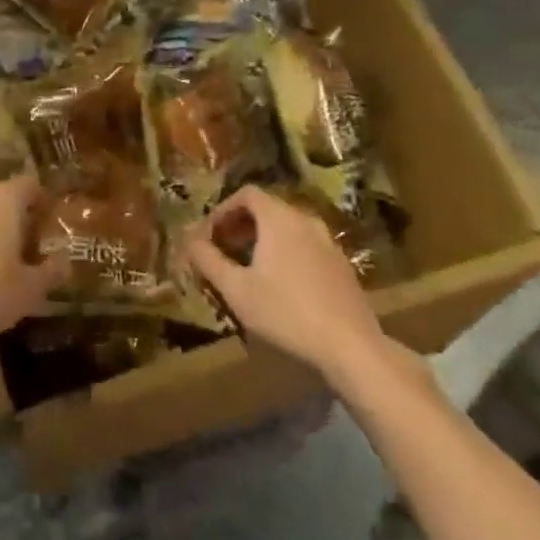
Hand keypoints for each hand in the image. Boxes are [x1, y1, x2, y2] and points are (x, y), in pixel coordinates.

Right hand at [179, 186, 396, 390]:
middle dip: (240, 226)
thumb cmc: (285, 312)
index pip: (246, 194)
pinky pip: (305, 246)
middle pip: (267, 209)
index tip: (209, 235)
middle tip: (223, 251)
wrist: (351, 346)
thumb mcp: (236, 288)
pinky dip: (286, 253)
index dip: (223, 210)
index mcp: (279, 218)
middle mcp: (305, 220)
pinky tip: (280, 286)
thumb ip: (208, 260)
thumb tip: (188, 240)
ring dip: (263, 241)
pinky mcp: (342, 266)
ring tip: (248, 269)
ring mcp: (328, 243)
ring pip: (288, 229)